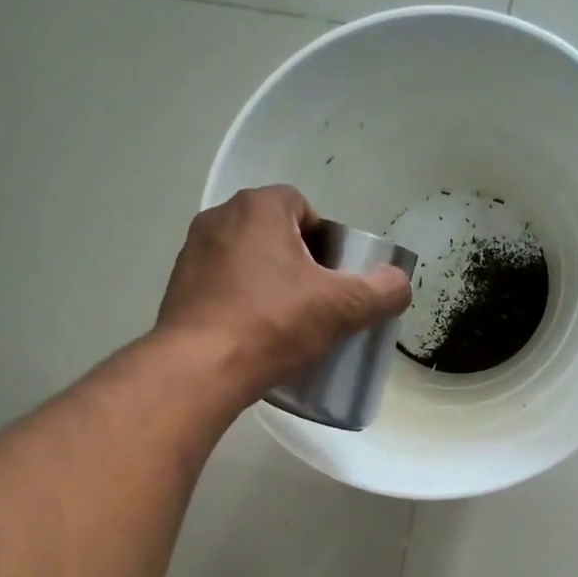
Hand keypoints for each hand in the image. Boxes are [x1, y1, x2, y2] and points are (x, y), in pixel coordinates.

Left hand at [157, 185, 411, 398]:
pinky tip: (254, 339)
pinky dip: (240, 306)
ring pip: (246, 263)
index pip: (303, 207)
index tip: (335, 278)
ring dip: (268, 285)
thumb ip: (381, 291)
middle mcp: (218, 219)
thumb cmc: (273, 324)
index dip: (327, 241)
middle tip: (317, 304)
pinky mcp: (177, 292)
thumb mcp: (342, 308)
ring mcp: (192, 255)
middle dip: (298, 264)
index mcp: (257, 208)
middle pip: (274, 235)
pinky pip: (221, 290)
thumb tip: (400, 284)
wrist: (200, 370)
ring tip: (286, 325)